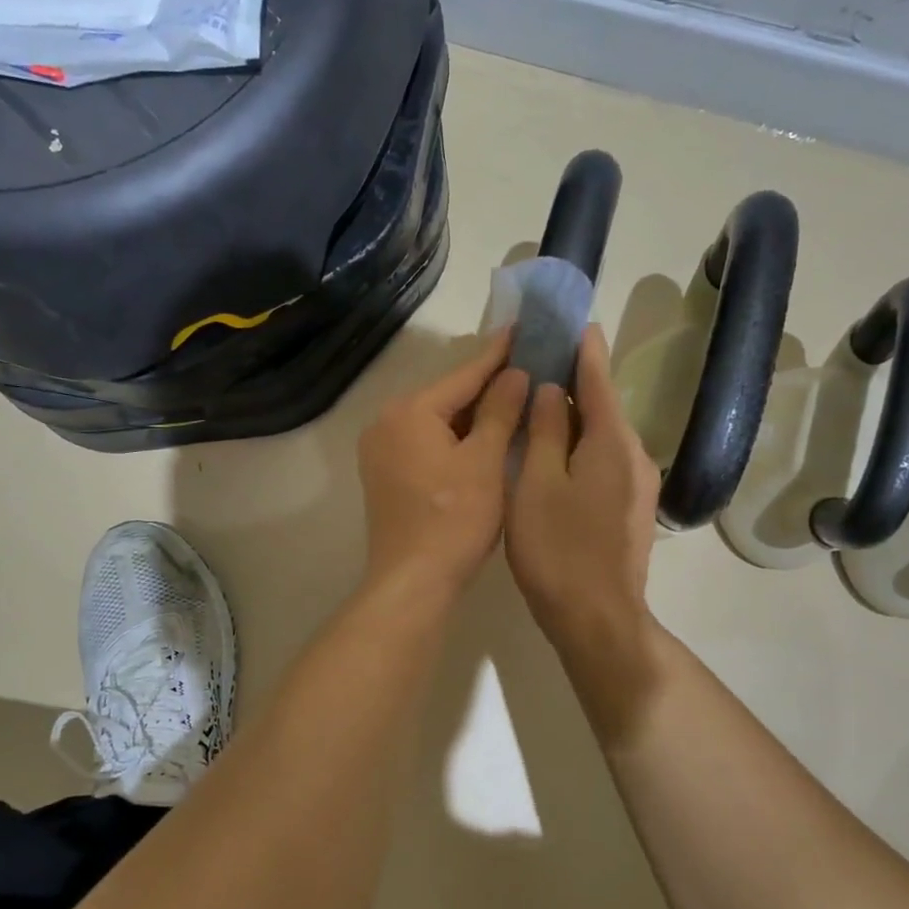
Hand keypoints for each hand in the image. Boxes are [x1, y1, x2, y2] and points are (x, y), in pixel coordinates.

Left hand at [357, 333, 529, 603]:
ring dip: (472, 414)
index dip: (498, 353)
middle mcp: (386, 422)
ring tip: (514, 399)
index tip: (523, 327)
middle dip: (487, 386)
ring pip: (436, 421)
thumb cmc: (454, 519)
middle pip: (447, 396)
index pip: (464, 374)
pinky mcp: (384, 475)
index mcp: (410, 411)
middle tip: (528, 367)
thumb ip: (499, 411)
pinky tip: (483, 438)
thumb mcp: (485, 461)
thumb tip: (514, 373)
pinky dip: (454, 438)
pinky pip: (425, 442)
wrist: (412, 580)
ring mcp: (380, 450)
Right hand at [507, 326, 661, 655]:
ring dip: (574, 417)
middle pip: (602, 407)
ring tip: (539, 404)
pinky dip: (580, 447)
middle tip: (538, 363)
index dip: (583, 349)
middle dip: (573, 383)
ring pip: (602, 437)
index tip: (573, 320)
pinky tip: (556, 453)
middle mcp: (633, 455)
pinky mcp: (629, 511)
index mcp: (611, 442)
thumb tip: (548, 391)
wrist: (597, 619)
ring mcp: (637, 486)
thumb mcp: (537, 484)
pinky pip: (604, 462)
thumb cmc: (558, 549)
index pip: (597, 379)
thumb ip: (544, 432)